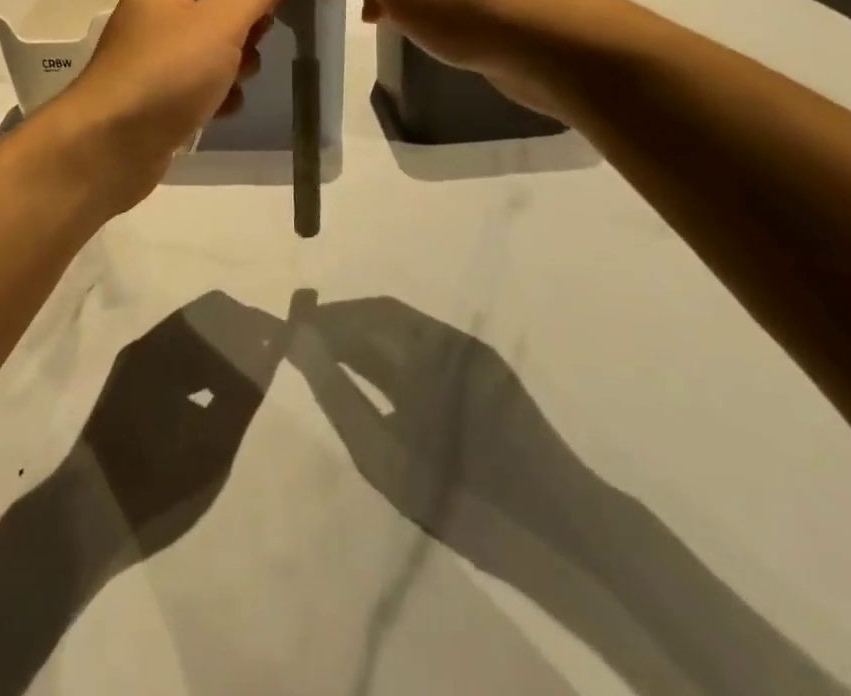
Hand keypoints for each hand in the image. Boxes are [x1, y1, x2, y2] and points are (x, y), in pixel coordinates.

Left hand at [56, 0, 289, 204]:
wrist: (110, 145)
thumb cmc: (169, 71)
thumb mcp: (221, 23)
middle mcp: (158, 7)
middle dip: (249, 14)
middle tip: (267, 34)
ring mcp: (158, 50)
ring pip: (215, 39)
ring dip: (238, 56)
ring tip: (240, 76)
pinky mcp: (160, 89)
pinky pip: (202, 77)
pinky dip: (218, 89)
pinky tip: (223, 107)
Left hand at [71, 292, 285, 555]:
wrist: (84, 518)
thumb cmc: (155, 481)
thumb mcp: (212, 443)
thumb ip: (244, 391)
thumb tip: (270, 347)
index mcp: (163, 348)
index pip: (217, 310)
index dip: (252, 321)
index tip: (279, 341)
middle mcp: (145, 345)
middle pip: (200, 320)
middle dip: (236, 335)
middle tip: (267, 364)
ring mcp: (132, 366)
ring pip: (185, 340)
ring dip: (218, 352)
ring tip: (246, 383)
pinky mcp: (126, 387)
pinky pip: (171, 360)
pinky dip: (198, 368)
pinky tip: (213, 397)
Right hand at [288, 297, 850, 695]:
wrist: (565, 536)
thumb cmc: (465, 497)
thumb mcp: (385, 454)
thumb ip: (337, 393)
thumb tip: (299, 342)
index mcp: (425, 347)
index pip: (360, 314)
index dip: (321, 320)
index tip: (286, 332)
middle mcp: (449, 336)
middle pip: (381, 316)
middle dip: (340, 326)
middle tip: (301, 347)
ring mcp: (472, 354)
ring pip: (404, 332)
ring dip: (365, 341)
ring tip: (330, 364)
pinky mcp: (487, 374)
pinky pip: (426, 350)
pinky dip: (392, 357)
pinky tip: (376, 382)